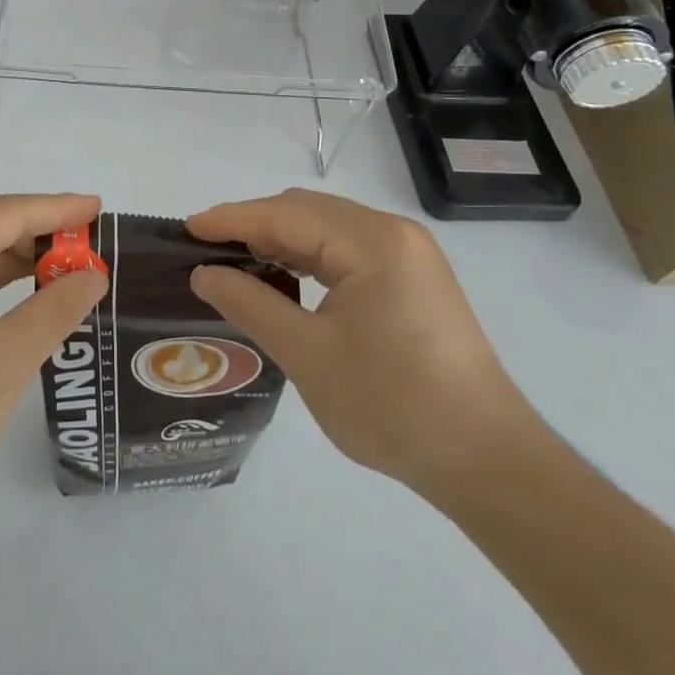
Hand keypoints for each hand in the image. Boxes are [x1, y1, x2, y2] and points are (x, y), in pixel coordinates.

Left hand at [0, 194, 109, 509]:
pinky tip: (26, 292)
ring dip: (18, 259)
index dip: (58, 210)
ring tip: (69, 267)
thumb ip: (57, 307)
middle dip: (41, 235)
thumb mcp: (9, 357)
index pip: (8, 212)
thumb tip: (94, 274)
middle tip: (93, 245)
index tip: (100, 208)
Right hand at [186, 189, 539, 503]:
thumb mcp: (308, 355)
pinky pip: (348, 250)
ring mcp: (409, 254)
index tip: (186, 228)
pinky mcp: (414, 278)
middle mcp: (393, 232)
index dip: (231, 219)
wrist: (489, 464)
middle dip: (254, 225)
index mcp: (372, 241)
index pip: (285, 214)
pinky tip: (286, 277)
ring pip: (327, 228)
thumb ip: (250, 303)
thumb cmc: (393, 406)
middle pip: (307, 211)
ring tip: (237, 262)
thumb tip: (204, 273)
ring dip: (281, 239)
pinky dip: (310, 257)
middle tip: (207, 250)